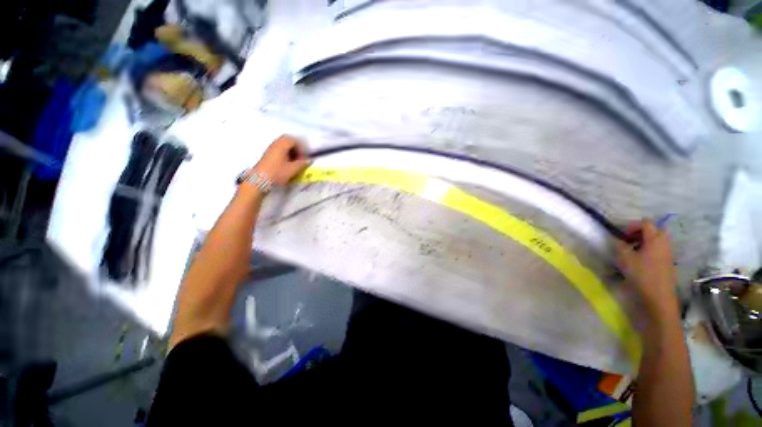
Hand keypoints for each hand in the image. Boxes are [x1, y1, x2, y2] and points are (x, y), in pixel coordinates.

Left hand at [253, 135, 311, 185]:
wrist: (260, 180)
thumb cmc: (277, 173)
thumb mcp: (293, 169)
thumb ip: (302, 163)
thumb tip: (309, 160)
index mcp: (282, 145)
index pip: (294, 140)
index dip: (301, 147)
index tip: (304, 156)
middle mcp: (275, 144)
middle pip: (287, 140)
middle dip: (296, 147)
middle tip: (300, 156)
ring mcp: (270, 149)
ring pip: (282, 144)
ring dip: (290, 150)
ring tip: (294, 161)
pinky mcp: (267, 155)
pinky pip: (278, 149)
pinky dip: (284, 153)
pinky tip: (287, 163)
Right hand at [615, 220, 678, 319]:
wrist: (659, 297)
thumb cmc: (642, 274)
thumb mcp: (625, 258)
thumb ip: (620, 246)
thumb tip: (617, 240)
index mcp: (655, 239)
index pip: (645, 223)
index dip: (632, 225)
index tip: (621, 234)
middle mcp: (664, 243)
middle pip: (654, 230)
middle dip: (640, 233)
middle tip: (628, 240)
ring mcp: (668, 253)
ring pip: (657, 241)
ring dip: (644, 242)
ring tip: (631, 251)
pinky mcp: (667, 263)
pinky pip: (658, 250)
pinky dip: (648, 250)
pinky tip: (638, 261)